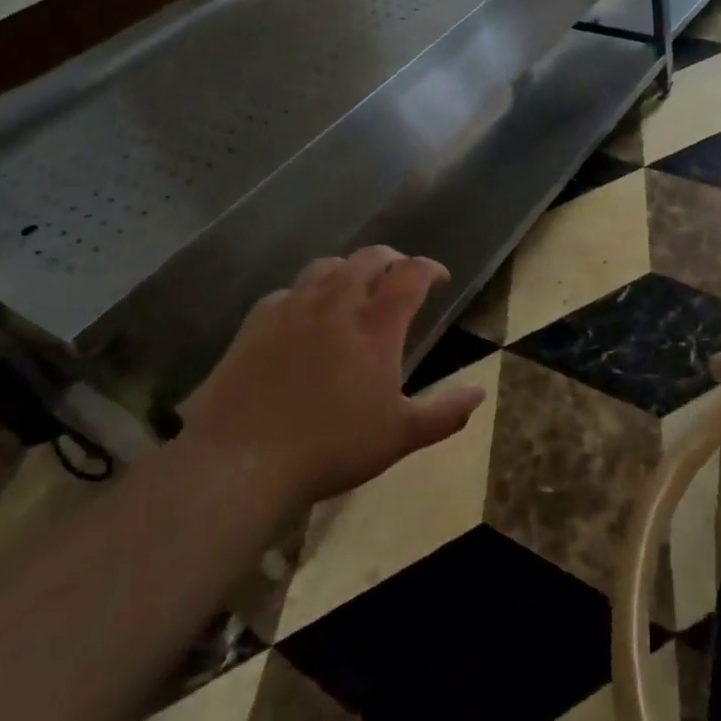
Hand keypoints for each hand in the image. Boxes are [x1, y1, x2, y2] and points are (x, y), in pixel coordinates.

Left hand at [180, 247, 485, 505]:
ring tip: (354, 286)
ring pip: (326, 267)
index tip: (440, 278)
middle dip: (391, 259)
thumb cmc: (331, 448)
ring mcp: (292, 310)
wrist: (240, 462)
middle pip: (368, 259)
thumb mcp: (400, 437)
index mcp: (376, 326)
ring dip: (348, 269)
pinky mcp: (256, 324)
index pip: (411, 275)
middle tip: (400, 275)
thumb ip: (445, 413)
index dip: (430, 268)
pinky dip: (305, 294)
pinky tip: (303, 315)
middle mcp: (336, 305)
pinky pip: (287, 292)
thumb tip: (480, 393)